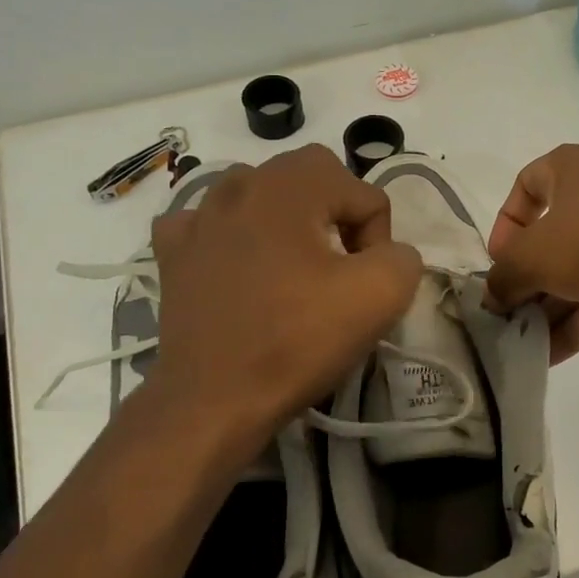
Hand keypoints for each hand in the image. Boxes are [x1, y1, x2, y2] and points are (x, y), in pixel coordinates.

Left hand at [143, 146, 421, 460]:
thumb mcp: (381, 296)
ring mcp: (199, 217)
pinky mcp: (174, 252)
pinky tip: (239, 265)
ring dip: (288, 218)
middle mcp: (241, 185)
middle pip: (314, 177)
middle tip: (341, 269)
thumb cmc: (298, 341)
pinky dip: (232, 234)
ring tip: (294, 267)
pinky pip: (210, 221)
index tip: (363, 285)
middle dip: (340, 215)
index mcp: (290, 187)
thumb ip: (404, 256)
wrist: (214, 400)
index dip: (379, 241)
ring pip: (262, 192)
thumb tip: (388, 253)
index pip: (364, 194)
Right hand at [484, 144, 578, 362]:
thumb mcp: (530, 256)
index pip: (528, 182)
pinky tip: (549, 357)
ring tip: (522, 344)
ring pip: (578, 272)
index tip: (500, 258)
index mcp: (572, 169)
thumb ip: (503, 277)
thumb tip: (492, 299)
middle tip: (507, 313)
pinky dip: (576, 324)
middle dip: (527, 279)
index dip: (507, 222)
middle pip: (553, 238)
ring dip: (549, 309)